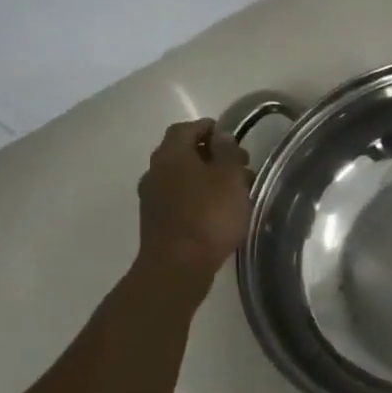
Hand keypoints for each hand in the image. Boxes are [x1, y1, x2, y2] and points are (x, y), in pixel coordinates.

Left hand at [135, 119, 249, 282]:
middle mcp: (156, 170)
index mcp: (171, 154)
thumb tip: (221, 136)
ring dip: (206, 177)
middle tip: (239, 165)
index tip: (230, 136)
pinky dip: (198, 195)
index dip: (208, 128)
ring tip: (233, 190)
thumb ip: (227, 153)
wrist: (178, 265)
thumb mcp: (229, 179)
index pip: (186, 128)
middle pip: (182, 152)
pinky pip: (179, 196)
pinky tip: (216, 209)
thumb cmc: (209, 216)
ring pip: (182, 176)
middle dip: (211, 154)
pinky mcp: (156, 219)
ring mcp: (152, 196)